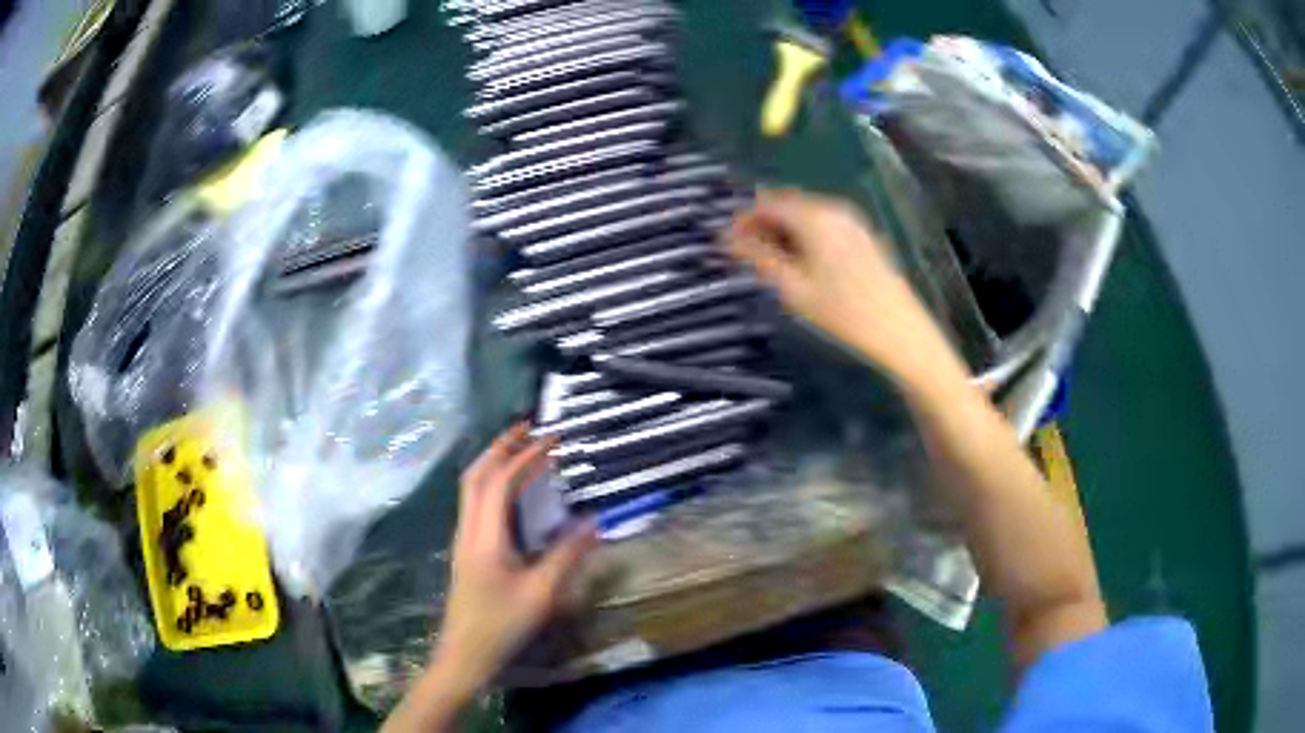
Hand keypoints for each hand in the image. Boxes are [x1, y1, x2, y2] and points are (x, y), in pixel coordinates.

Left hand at [432, 423, 597, 693]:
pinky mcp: (467, 551)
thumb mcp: (540, 594)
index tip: (552, 440)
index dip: (525, 457)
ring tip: (521, 451)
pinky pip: (476, 505)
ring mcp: (463, 540)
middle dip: (500, 447)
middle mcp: (468, 530)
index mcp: (484, 536)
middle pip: (475, 476)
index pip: (500, 483)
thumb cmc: (501, 625)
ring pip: (471, 489)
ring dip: (494, 463)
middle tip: (528, 429)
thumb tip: (592, 521)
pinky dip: (492, 485)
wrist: (464, 654)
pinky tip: (512, 493)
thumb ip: (566, 556)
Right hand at [727, 190, 964, 383]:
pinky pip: (823, 226)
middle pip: (787, 205)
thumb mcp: (794, 289)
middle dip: (762, 225)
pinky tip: (801, 265)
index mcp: (814, 217)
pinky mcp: (863, 236)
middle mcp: (833, 209)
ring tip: (769, 264)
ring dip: (783, 232)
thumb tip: (727, 238)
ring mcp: (852, 221)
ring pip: (805, 216)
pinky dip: (804, 238)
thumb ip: (759, 258)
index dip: (742, 220)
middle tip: (744, 255)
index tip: (725, 243)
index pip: (767, 203)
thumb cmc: (844, 313)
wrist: (901, 333)